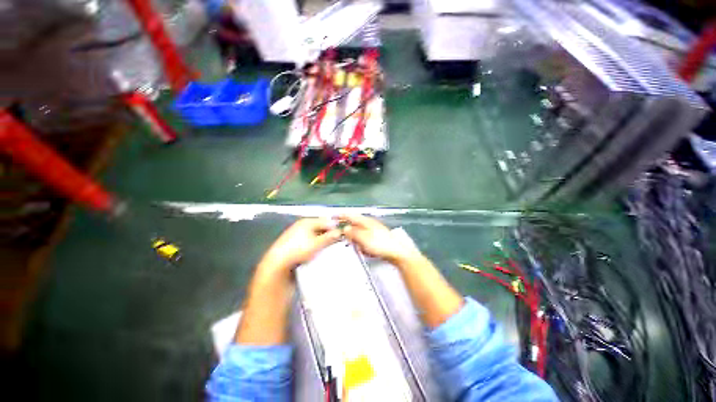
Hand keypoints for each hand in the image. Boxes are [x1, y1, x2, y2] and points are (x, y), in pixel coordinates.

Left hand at [259, 218, 341, 275]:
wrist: (278, 261)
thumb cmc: (299, 250)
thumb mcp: (317, 244)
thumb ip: (329, 237)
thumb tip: (340, 232)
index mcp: (308, 222)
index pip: (326, 221)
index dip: (335, 227)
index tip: (342, 235)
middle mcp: (302, 224)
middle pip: (320, 226)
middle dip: (329, 232)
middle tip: (336, 241)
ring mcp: (297, 231)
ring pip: (315, 232)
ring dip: (322, 237)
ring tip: (328, 246)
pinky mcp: (294, 240)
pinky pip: (309, 238)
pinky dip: (315, 241)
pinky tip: (317, 249)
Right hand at [339, 215, 421, 262]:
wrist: (397, 252)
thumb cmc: (380, 244)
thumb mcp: (363, 238)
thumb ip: (353, 233)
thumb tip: (345, 228)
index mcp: (365, 221)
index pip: (350, 215)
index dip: (341, 215)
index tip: (333, 217)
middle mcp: (369, 223)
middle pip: (355, 223)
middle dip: (348, 230)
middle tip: (343, 237)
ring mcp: (375, 230)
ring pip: (360, 232)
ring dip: (356, 238)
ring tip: (356, 246)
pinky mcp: (378, 238)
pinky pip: (366, 239)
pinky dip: (363, 243)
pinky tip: (365, 250)